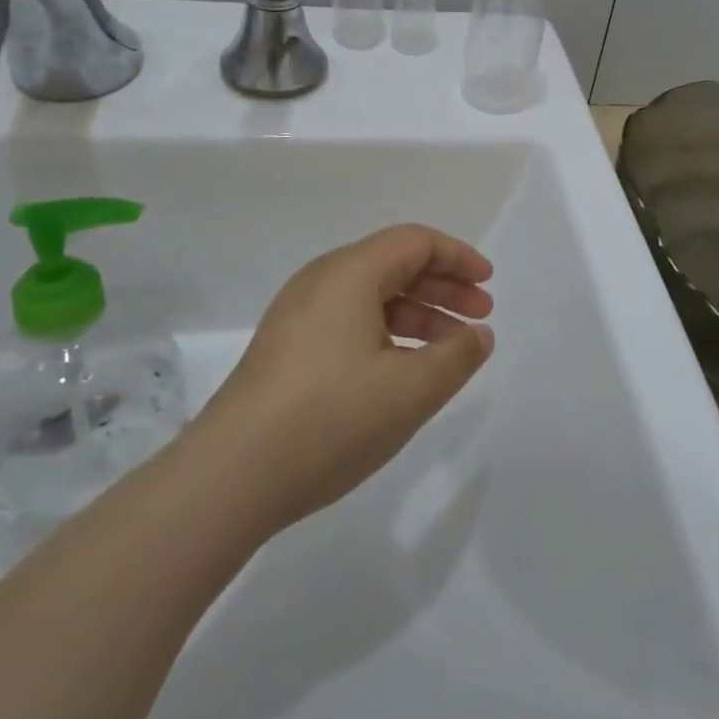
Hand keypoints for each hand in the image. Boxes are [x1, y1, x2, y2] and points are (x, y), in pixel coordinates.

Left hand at [193, 224, 495, 533]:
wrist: (230, 476)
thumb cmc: (330, 419)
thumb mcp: (411, 390)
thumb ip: (457, 356)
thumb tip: (479, 335)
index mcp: (350, 273)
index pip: (415, 242)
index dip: (458, 257)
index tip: (488, 284)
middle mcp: (321, 281)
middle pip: (393, 264)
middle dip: (443, 286)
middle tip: (480, 316)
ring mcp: (298, 315)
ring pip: (371, 296)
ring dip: (417, 313)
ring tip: (451, 349)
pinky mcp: (286, 348)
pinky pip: (349, 321)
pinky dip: (387, 332)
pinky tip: (403, 369)